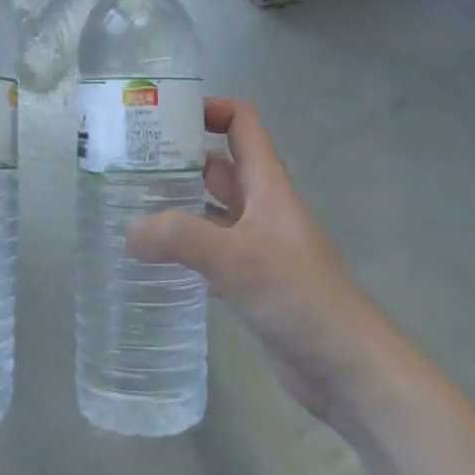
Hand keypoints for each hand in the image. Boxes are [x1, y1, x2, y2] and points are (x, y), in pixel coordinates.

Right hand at [130, 98, 368, 419]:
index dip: (209, 108)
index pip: (242, 123)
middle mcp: (261, 207)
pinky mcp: (250, 280)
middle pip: (218, 165)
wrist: (346, 366)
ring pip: (210, 209)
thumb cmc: (299, 295)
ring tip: (129, 205)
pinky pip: (209, 250)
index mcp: (267, 184)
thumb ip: (181, 238)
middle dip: (178, 158)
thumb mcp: (237, 258)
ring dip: (177, 203)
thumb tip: (130, 231)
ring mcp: (256, 244)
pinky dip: (183, 247)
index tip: (164, 116)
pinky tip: (152, 257)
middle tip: (128, 163)